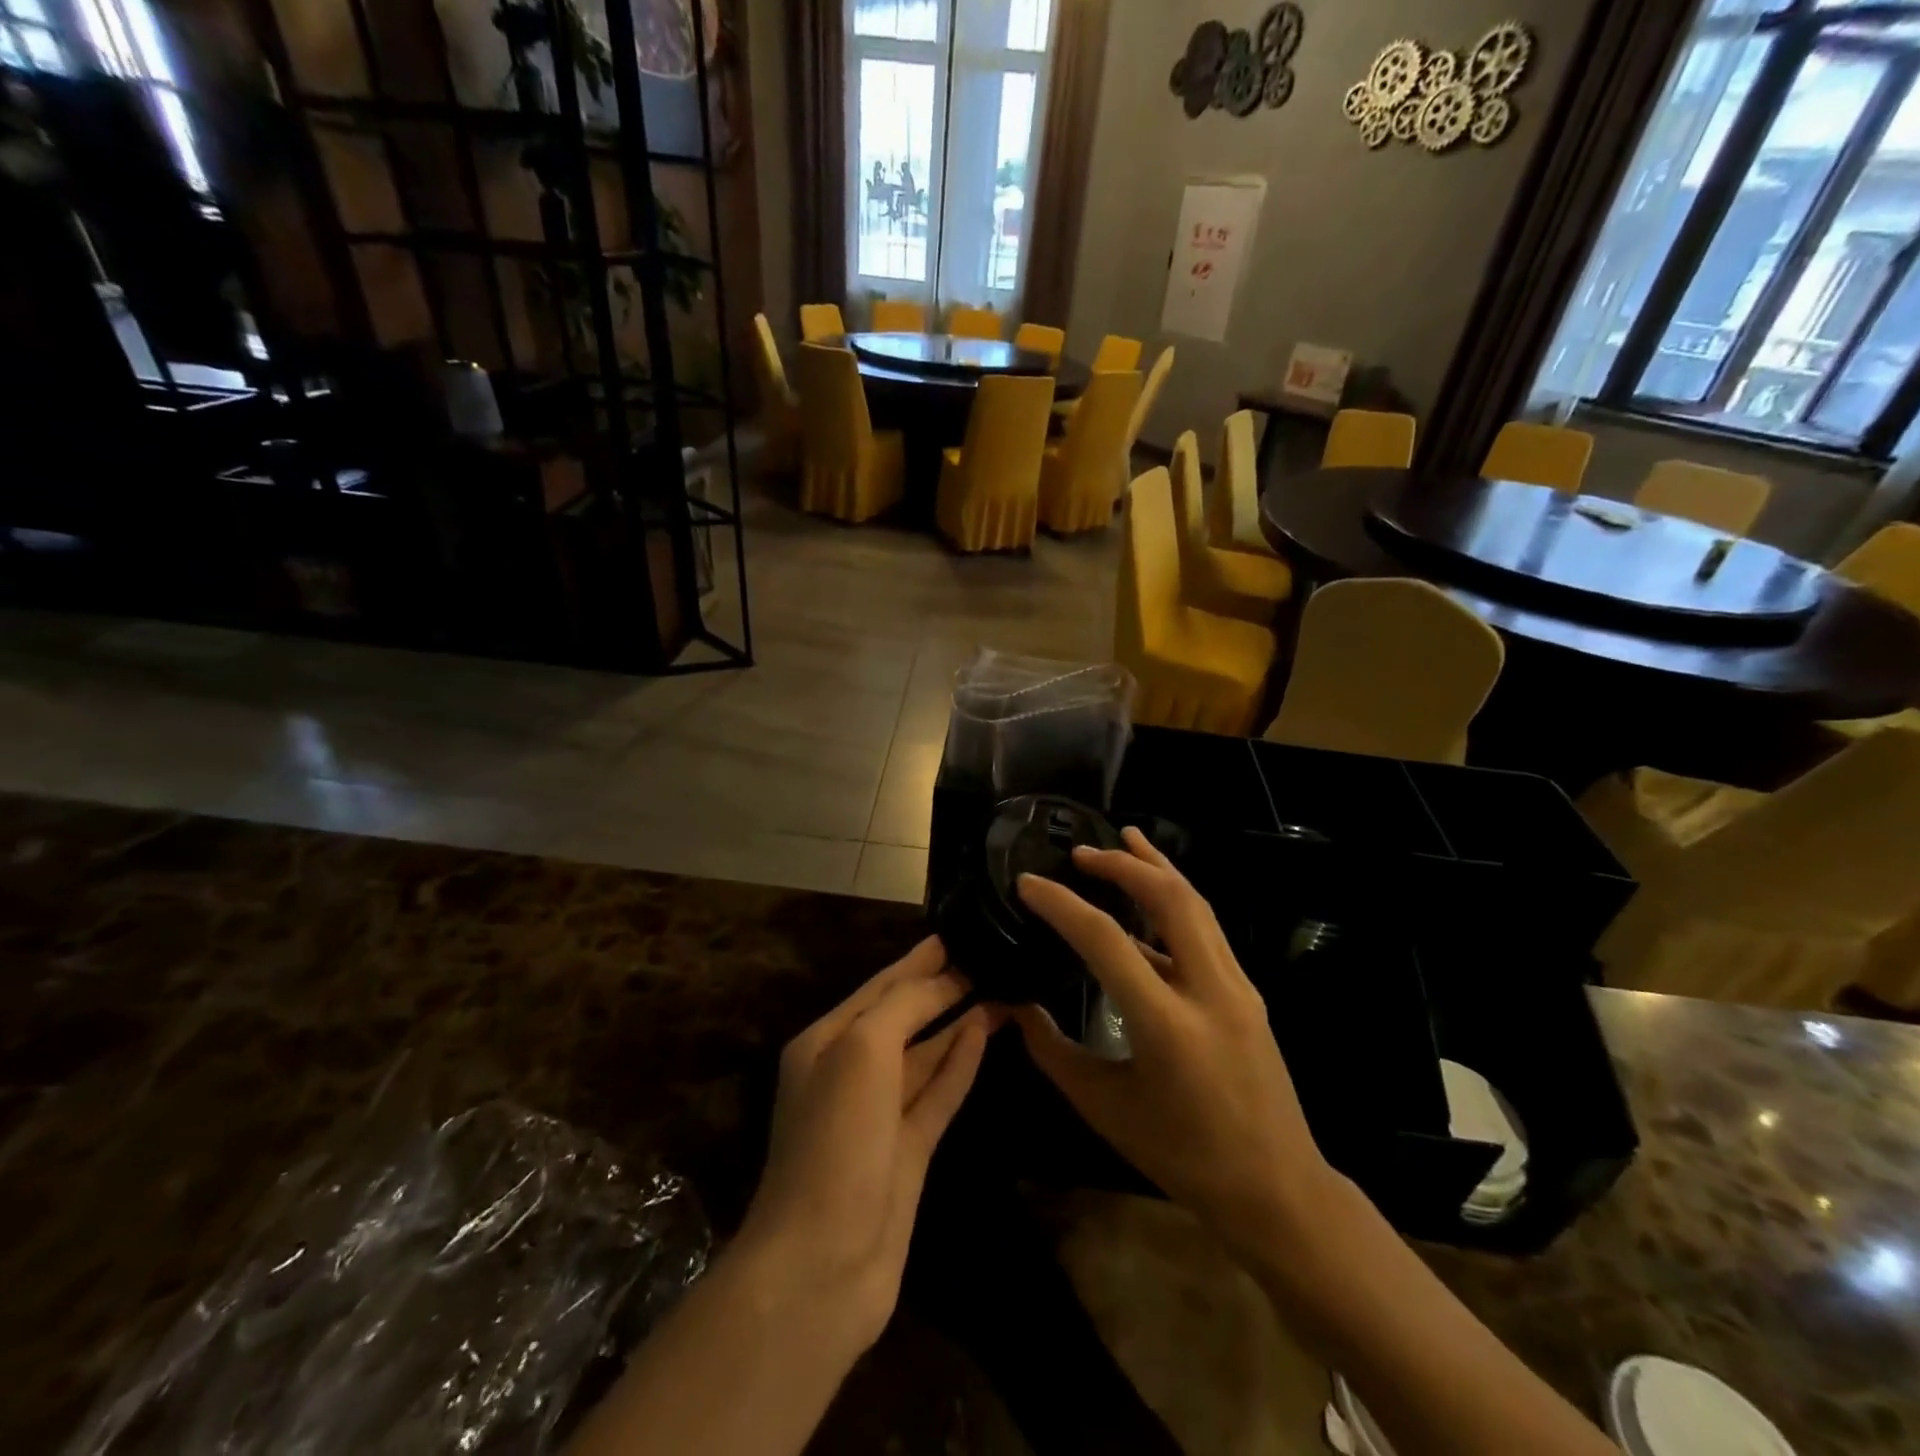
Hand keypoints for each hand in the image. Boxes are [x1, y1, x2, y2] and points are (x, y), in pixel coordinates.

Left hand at [738, 938, 994, 1351]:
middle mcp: (851, 1071)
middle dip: (940, 985)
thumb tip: (942, 980)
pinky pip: (939, 1092)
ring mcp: (881, 1114)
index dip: (917, 960)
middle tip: (985, 955)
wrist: (823, 1263)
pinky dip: (960, 1062)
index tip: (955, 932)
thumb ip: (902, 1007)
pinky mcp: (909, 1150)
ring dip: (957, 1020)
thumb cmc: (836, 1140)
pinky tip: (984, 1033)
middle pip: (904, 1015)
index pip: (881, 986)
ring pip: (926, 1052)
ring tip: (998, 988)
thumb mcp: (862, 1051)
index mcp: (827, 1042)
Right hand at [1012, 829, 1334, 1255]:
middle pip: (1169, 899)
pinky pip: (1207, 928)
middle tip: (1082, 852)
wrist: (1276, 1189)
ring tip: (1125, 839)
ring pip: (1197, 904)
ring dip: (1157, 868)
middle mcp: (1210, 990)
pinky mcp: (1247, 990)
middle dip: (1123, 864)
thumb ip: (1053, 1051)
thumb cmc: (1183, 1156)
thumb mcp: (1105, 1108)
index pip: (1106, 940)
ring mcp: (1237, 986)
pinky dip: (1175, 899)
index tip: (1028, 883)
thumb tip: (1015, 1006)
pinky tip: (1151, 898)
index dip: (1061, 905)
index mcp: (1167, 1024)